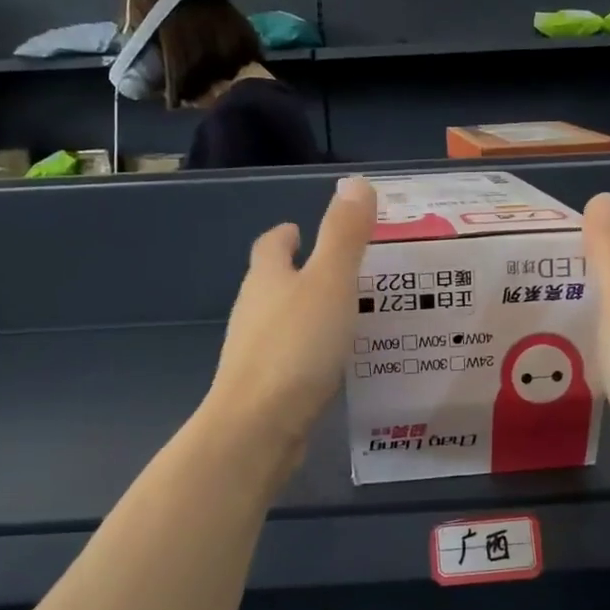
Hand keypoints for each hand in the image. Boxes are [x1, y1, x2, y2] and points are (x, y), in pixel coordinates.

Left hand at [207, 175, 375, 458]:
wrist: (259, 426)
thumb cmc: (296, 346)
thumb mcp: (330, 282)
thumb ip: (345, 234)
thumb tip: (356, 183)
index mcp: (267, 278)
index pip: (271, 245)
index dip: (286, 235)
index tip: (302, 230)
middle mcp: (254, 310)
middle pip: (273, 282)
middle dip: (300, 273)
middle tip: (342, 272)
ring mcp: (254, 351)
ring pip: (282, 322)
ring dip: (307, 313)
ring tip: (345, 315)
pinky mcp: (263, 387)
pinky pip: (290, 357)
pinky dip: (309, 350)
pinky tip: (333, 362)